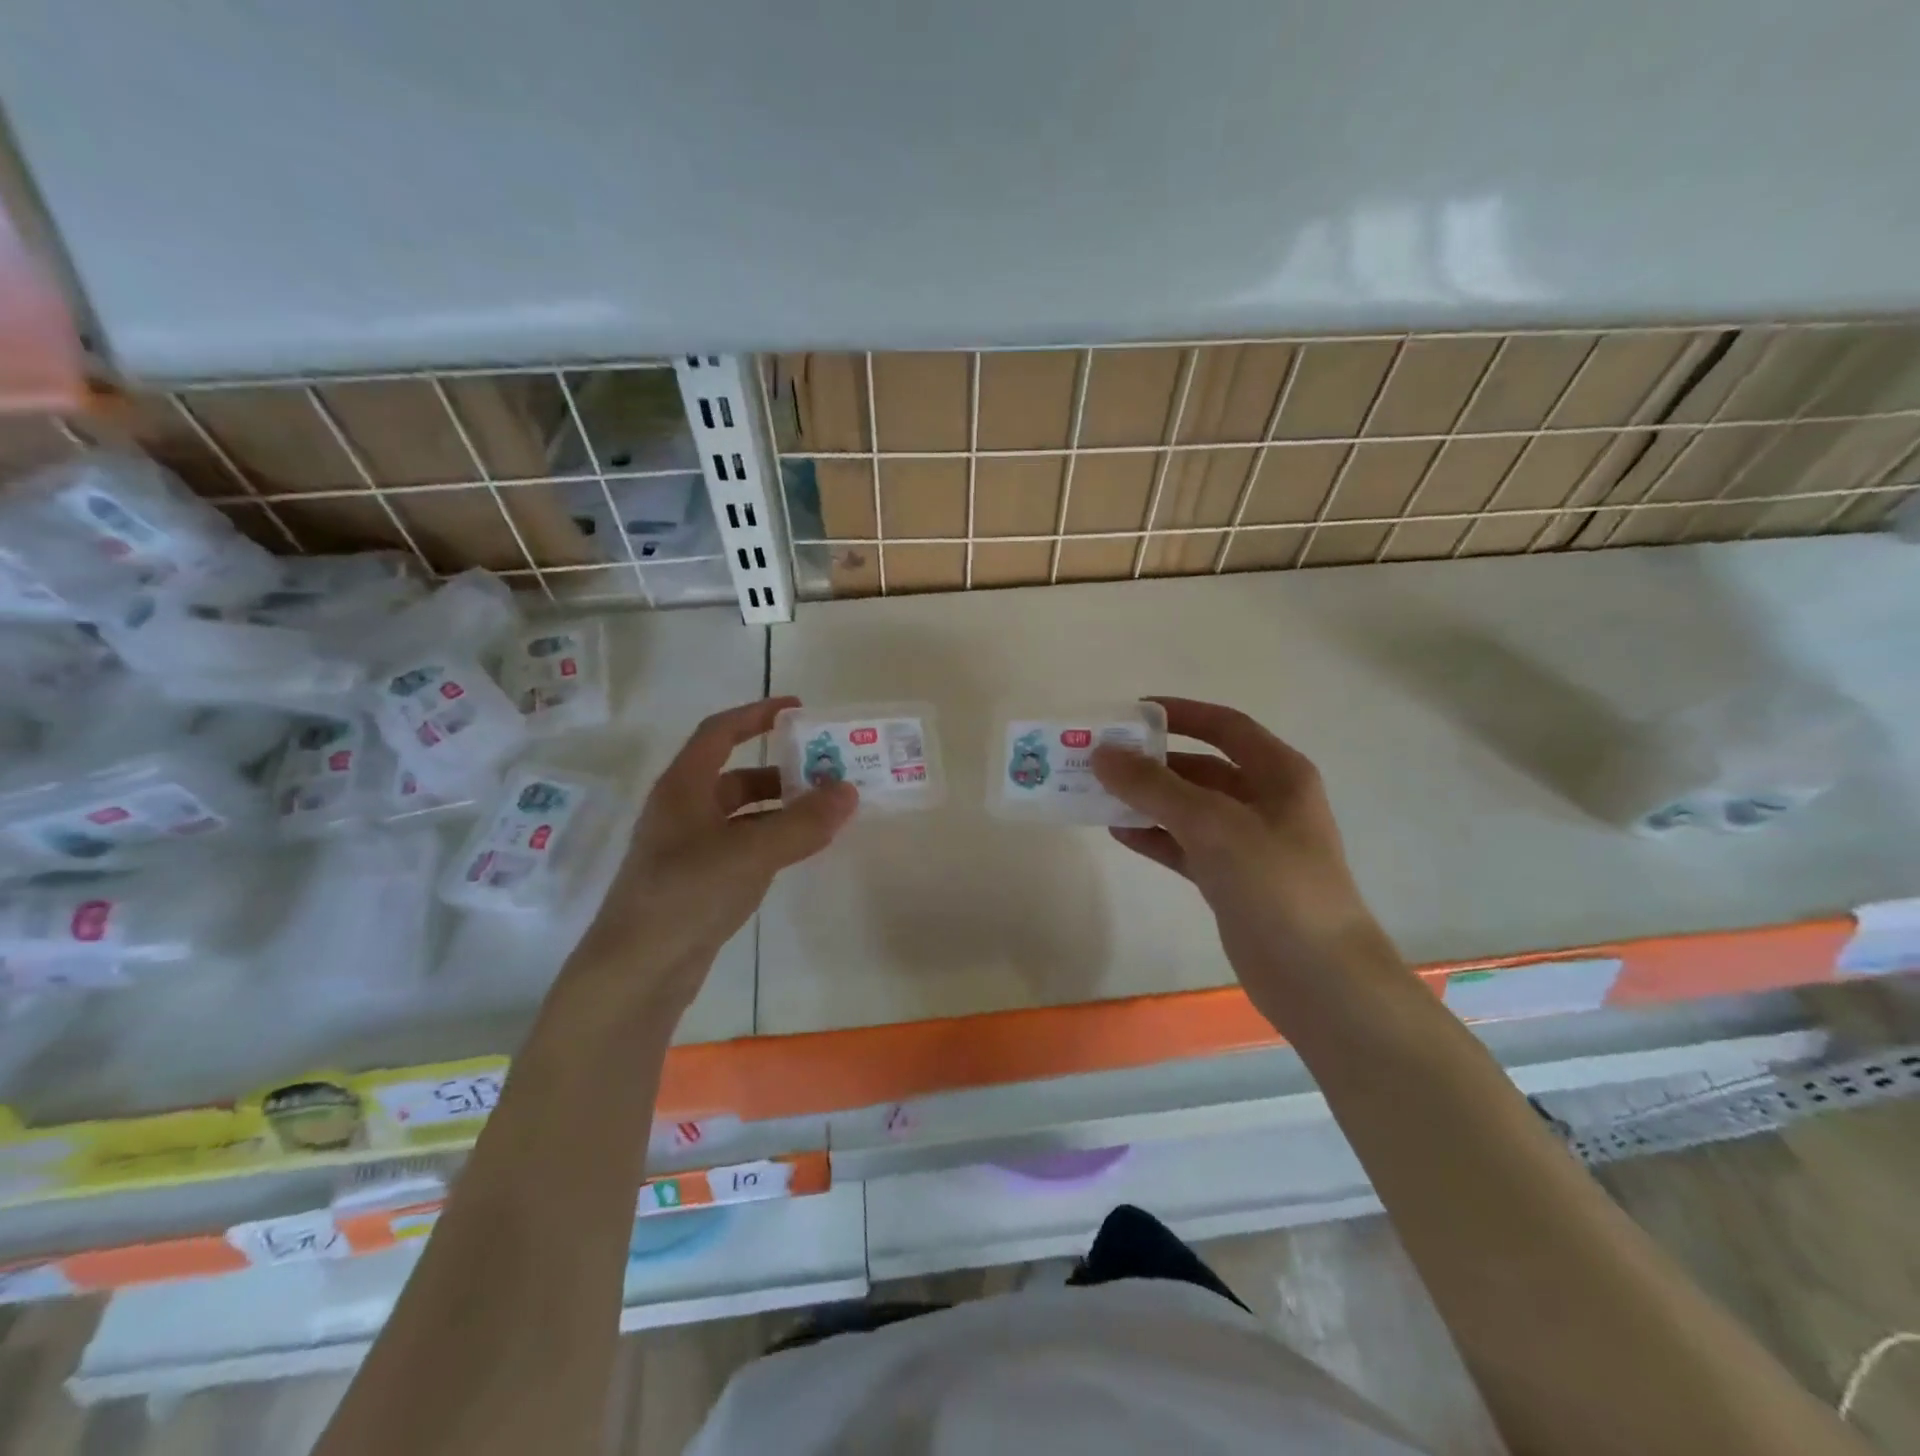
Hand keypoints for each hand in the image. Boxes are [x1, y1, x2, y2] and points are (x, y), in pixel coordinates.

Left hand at [572, 697, 856, 1014]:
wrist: (636, 971)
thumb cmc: (687, 895)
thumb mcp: (751, 852)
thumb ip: (803, 822)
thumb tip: (848, 791)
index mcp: (684, 788)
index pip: (719, 732)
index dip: (757, 714)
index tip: (798, 709)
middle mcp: (683, 811)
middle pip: (736, 776)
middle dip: (781, 771)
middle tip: (826, 774)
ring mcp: (688, 849)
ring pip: (742, 815)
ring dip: (781, 810)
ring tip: (825, 815)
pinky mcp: (698, 883)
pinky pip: (742, 847)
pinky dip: (772, 841)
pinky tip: (799, 853)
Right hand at [1092, 696, 1399, 1012]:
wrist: (1318, 977)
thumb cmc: (1275, 884)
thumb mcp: (1213, 824)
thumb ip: (1154, 787)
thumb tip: (1103, 753)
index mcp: (1278, 773)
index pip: (1224, 726)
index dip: (1181, 714)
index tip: (1131, 714)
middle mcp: (1265, 801)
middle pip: (1201, 768)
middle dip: (1152, 763)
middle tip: (1101, 760)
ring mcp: (1248, 844)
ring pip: (1188, 809)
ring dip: (1147, 801)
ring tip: (1097, 795)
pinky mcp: (1230, 880)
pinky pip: (1184, 846)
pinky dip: (1154, 837)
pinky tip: (1117, 834)